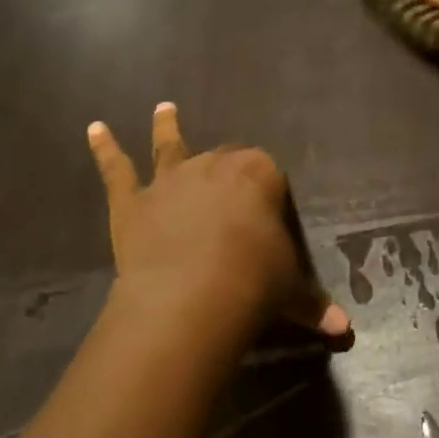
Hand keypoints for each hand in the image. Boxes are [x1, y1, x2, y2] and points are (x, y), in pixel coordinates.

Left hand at [87, 103, 349, 344]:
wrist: (191, 298)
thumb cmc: (253, 284)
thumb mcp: (291, 292)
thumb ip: (314, 304)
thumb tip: (344, 330)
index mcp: (259, 176)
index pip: (268, 172)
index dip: (268, 190)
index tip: (270, 210)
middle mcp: (215, 166)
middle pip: (224, 158)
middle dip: (228, 167)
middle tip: (229, 182)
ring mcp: (170, 180)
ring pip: (169, 146)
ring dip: (167, 127)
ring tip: (163, 107)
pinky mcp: (133, 201)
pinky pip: (117, 169)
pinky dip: (105, 149)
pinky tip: (94, 129)